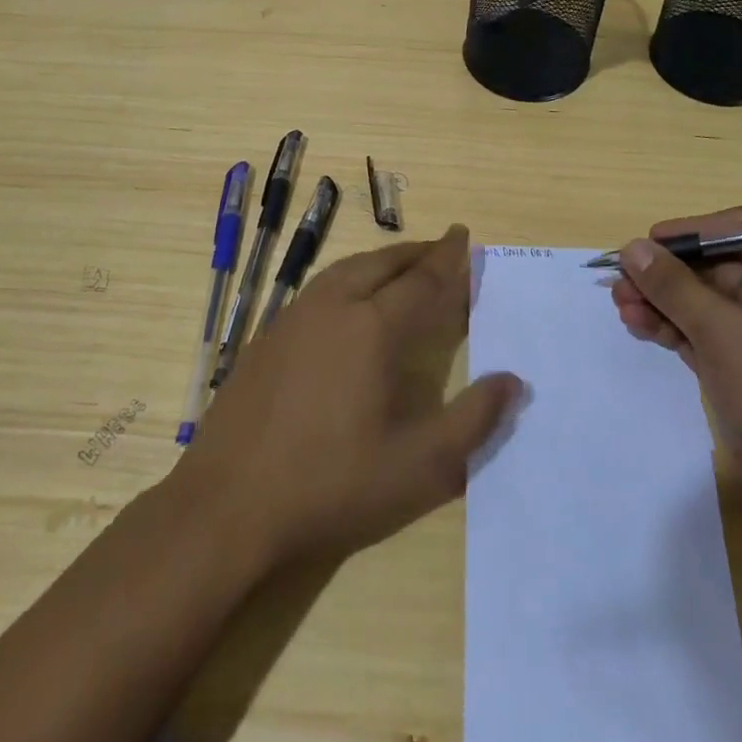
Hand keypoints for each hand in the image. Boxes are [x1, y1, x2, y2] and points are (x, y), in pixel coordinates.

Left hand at [178, 225, 521, 568]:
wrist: (227, 504)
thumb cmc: (330, 485)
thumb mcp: (418, 467)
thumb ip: (472, 421)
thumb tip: (514, 381)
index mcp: (372, 327)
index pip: (422, 280)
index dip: (448, 260)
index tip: (464, 236)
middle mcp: (333, 306)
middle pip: (383, 263)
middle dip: (417, 252)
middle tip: (442, 248)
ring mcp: (294, 317)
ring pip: (347, 269)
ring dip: (381, 261)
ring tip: (403, 267)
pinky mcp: (268, 336)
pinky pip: (320, 287)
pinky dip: (350, 278)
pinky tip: (350, 301)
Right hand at [609, 208, 741, 539]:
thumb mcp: (723, 332)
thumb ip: (674, 286)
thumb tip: (633, 247)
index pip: (737, 228)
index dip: (691, 231)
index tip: (648, 245)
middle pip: (711, 265)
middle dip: (664, 272)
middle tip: (619, 282)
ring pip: (699, 301)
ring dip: (659, 300)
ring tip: (619, 306)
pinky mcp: (741, 368)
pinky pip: (698, 333)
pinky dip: (669, 327)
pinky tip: (637, 327)